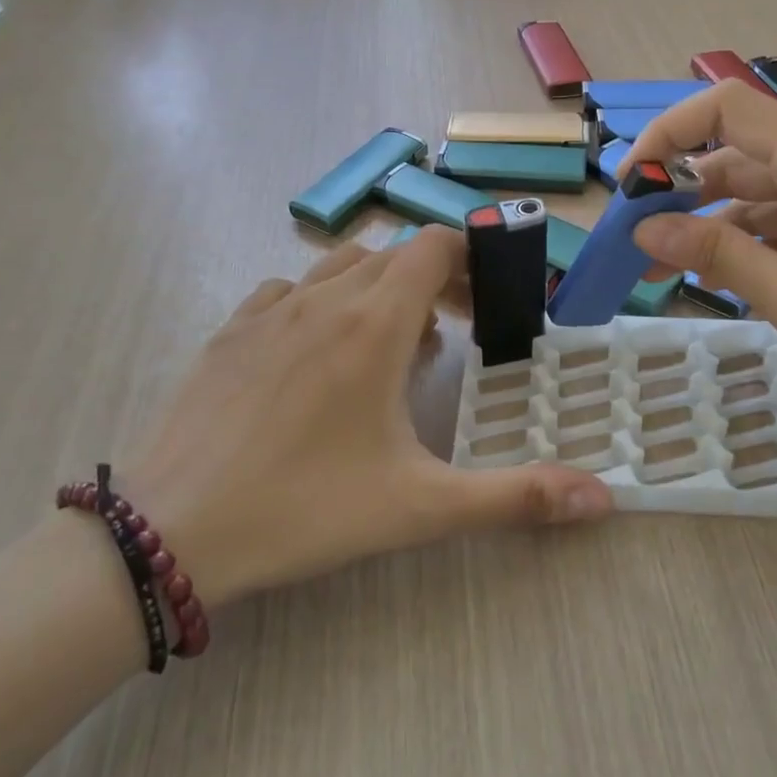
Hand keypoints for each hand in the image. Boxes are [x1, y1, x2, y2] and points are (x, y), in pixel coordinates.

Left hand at [125, 227, 612, 606]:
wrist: (170, 531)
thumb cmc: (304, 509)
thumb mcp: (420, 506)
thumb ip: (516, 497)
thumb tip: (605, 498)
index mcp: (373, 322)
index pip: (432, 246)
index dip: (469, 260)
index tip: (488, 302)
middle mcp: (323, 298)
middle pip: (392, 255)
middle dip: (432, 282)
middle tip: (453, 336)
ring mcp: (269, 310)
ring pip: (339, 266)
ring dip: (376, 288)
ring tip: (389, 345)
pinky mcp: (229, 331)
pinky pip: (288, 291)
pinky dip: (319, 302)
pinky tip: (317, 353)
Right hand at [622, 81, 776, 449]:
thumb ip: (717, 256)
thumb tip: (645, 228)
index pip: (729, 109)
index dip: (670, 133)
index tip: (631, 185)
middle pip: (748, 153)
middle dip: (687, 190)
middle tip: (643, 242)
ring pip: (775, 191)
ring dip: (723, 222)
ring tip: (677, 269)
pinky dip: (765, 239)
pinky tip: (741, 277)